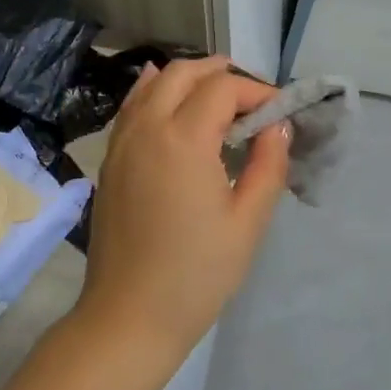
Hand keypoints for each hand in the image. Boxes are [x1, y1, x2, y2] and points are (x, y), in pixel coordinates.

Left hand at [76, 58, 289, 360]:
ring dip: (188, 79)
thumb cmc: (196, 275)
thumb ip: (268, 165)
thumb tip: (278, 126)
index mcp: (183, 139)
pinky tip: (171, 105)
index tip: (280, 112)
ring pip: (153, 83)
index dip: (257, 91)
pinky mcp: (110, 159)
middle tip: (252, 98)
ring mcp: (122, 141)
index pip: (223, 89)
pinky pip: (133, 106)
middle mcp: (147, 127)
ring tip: (218, 96)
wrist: (128, 316)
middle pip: (183, 72)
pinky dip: (156, 92)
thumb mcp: (247, 223)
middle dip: (221, 73)